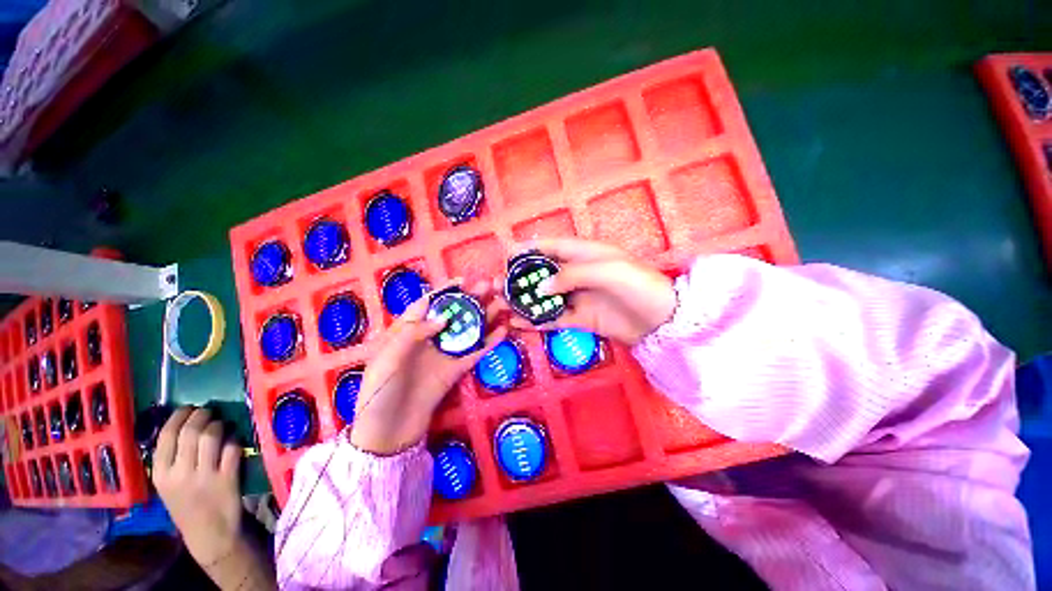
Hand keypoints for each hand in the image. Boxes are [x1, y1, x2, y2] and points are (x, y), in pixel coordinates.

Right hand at [153, 407, 242, 567]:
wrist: (209, 533)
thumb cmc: (187, 504)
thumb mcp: (168, 483)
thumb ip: (171, 457)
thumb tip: (184, 421)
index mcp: (160, 474)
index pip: (167, 435)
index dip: (180, 415)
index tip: (190, 408)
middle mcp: (179, 474)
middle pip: (191, 431)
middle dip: (203, 415)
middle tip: (209, 412)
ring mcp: (204, 477)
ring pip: (211, 437)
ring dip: (219, 425)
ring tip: (221, 424)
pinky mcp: (227, 479)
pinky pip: (232, 448)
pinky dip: (235, 439)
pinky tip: (234, 439)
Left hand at [350, 281, 507, 454]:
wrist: (387, 434)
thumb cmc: (379, 393)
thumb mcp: (387, 359)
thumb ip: (413, 334)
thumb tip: (443, 317)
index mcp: (405, 332)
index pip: (427, 304)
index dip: (445, 291)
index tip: (464, 281)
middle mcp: (428, 339)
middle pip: (452, 314)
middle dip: (470, 299)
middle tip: (490, 287)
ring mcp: (444, 354)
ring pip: (467, 330)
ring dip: (484, 317)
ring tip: (502, 304)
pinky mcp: (455, 371)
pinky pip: (474, 352)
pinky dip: (489, 342)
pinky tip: (503, 331)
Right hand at [508, 238, 676, 344]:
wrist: (662, 320)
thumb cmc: (637, 285)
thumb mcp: (607, 270)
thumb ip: (571, 275)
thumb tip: (541, 287)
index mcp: (585, 254)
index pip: (552, 247)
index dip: (529, 248)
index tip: (507, 254)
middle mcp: (577, 274)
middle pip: (543, 273)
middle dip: (521, 277)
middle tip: (498, 284)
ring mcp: (577, 297)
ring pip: (544, 297)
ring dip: (524, 300)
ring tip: (501, 304)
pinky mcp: (580, 318)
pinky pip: (553, 318)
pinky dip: (536, 320)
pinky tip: (518, 323)